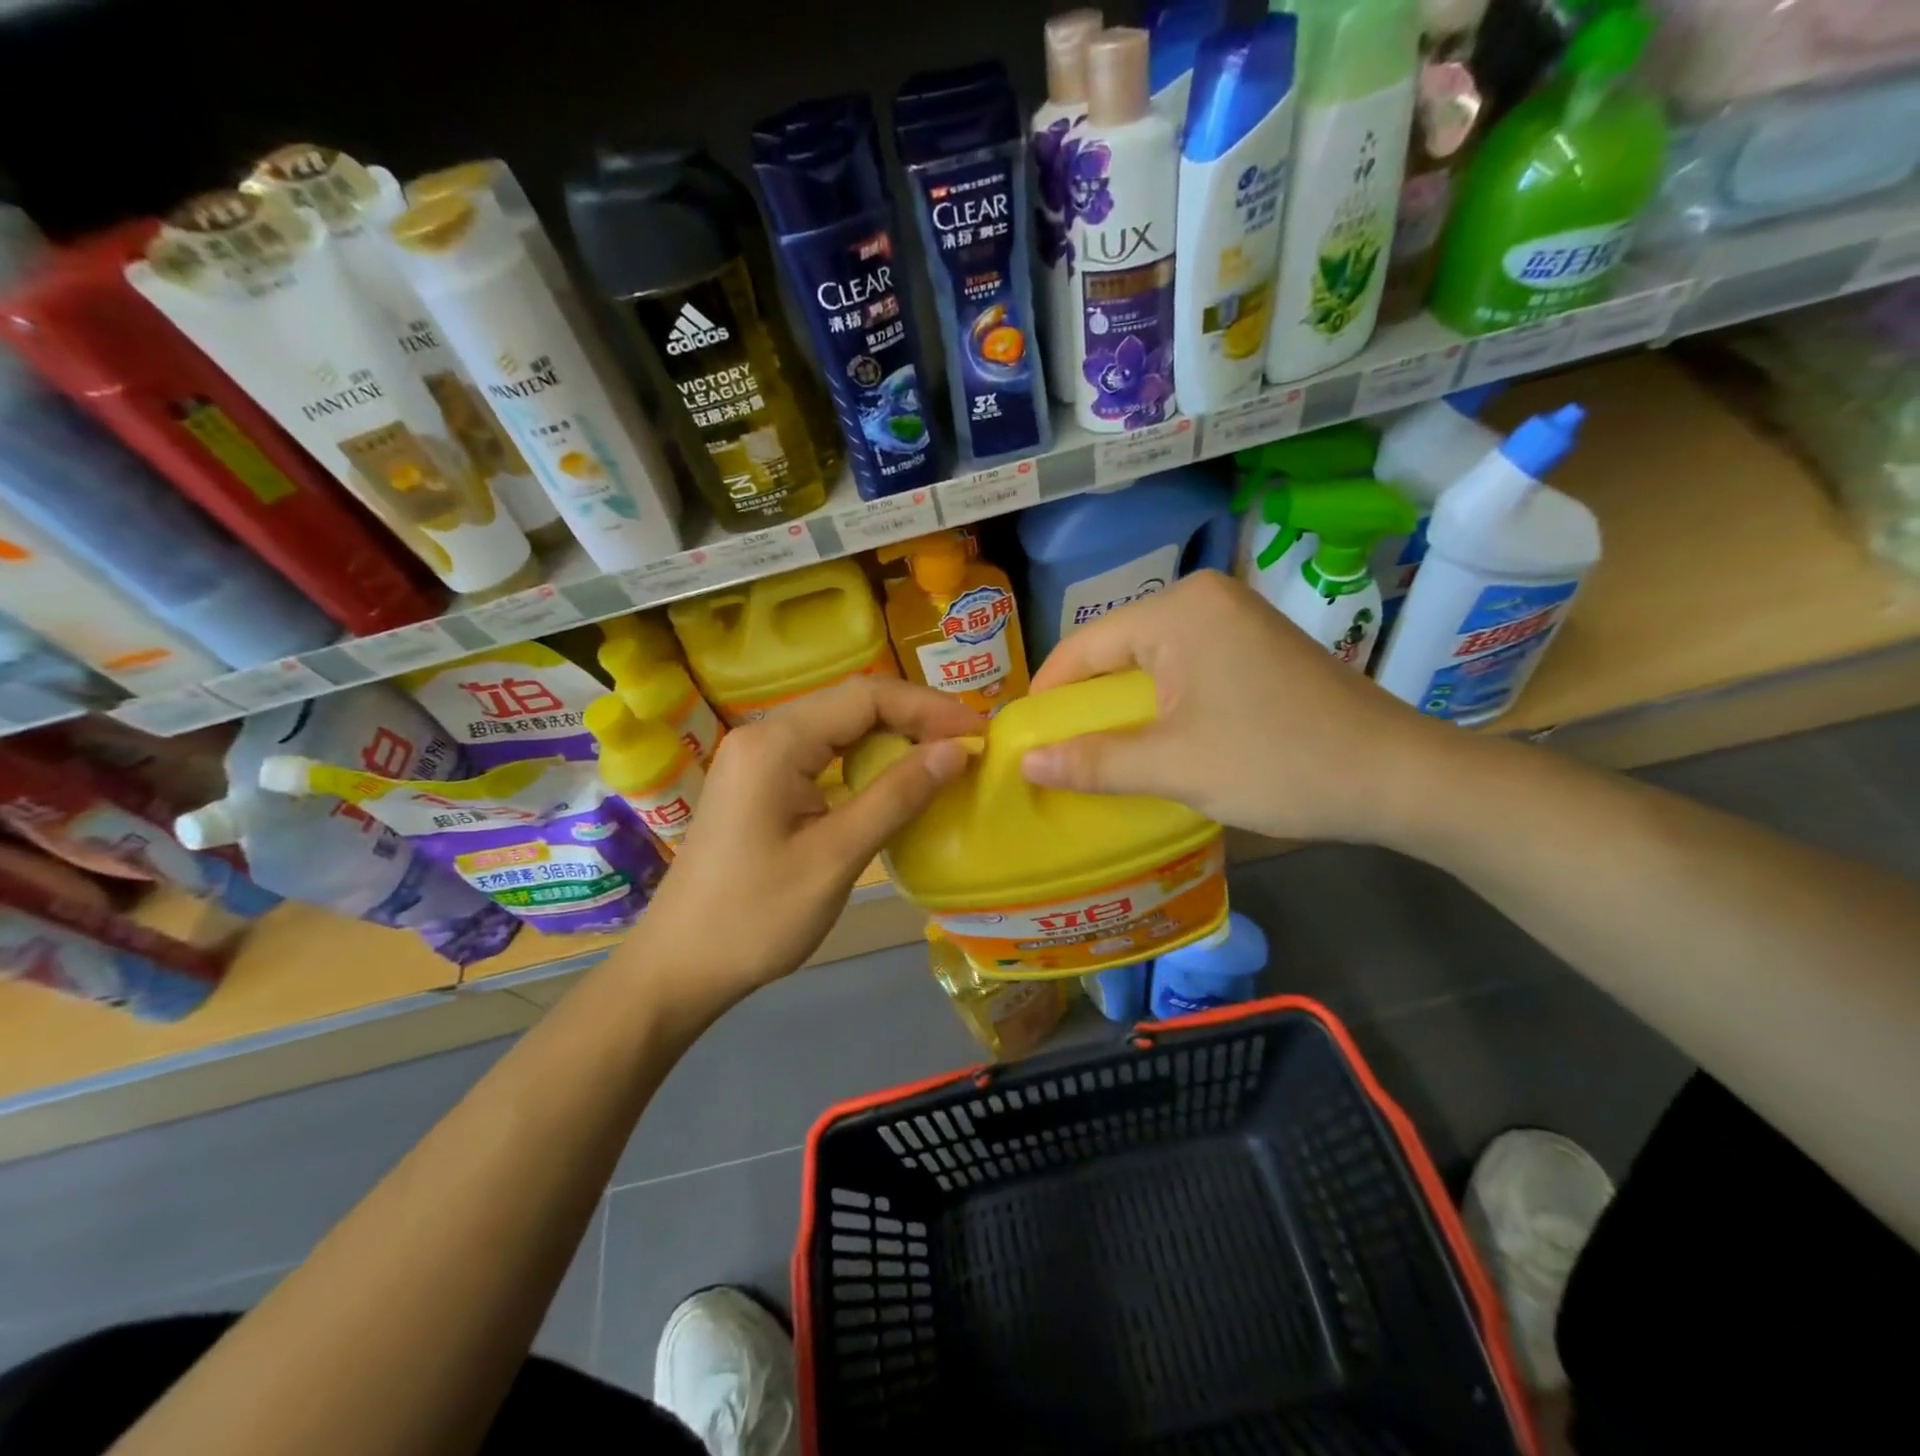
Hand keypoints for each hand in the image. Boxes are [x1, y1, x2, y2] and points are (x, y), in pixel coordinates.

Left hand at [636, 677, 981, 1010]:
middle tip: (968, 747)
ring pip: (840, 727)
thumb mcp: (835, 857)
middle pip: (853, 704)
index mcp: (776, 743)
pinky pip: (823, 754)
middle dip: (915, 718)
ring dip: (893, 738)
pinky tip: (895, 781)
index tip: (977, 734)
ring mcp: (759, 758)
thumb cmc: (757, 917)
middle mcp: (764, 735)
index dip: (928, 708)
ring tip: (943, 760)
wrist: (680, 966)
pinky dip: (866, 761)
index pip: (866, 697)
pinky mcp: (761, 783)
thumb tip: (956, 750)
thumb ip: (896, 797)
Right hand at [1020, 571, 1460, 844]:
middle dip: (1085, 703)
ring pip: (1150, 661)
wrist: (1399, 777)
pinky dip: (1161, 703)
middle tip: (1059, 754)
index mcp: (1178, 610)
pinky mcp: (1255, 644)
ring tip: (1100, 753)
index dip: (1047, 695)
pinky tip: (1155, 739)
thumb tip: (1025, 763)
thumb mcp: (1175, 766)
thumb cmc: (1279, 763)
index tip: (1023, 740)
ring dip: (1123, 707)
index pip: (1084, 646)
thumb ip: (1093, 762)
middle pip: (1115, 650)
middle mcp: (1203, 598)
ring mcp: (1235, 618)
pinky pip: (1184, 667)